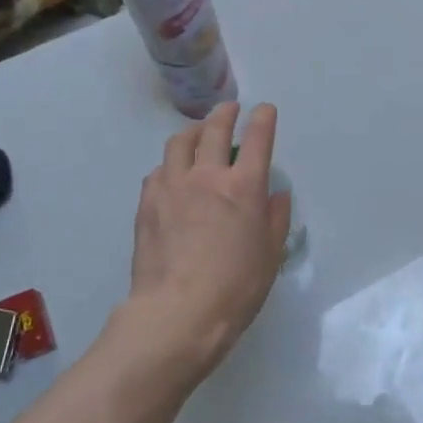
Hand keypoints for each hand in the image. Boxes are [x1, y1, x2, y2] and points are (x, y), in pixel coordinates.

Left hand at [123, 101, 291, 381]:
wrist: (178, 312)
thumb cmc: (236, 287)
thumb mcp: (270, 255)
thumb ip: (275, 219)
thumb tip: (276, 194)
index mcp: (244, 188)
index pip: (257, 139)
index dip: (263, 119)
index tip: (264, 110)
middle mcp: (206, 176)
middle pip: (213, 129)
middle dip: (225, 113)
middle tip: (230, 110)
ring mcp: (172, 187)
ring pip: (179, 143)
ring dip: (193, 132)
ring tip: (198, 134)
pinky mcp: (147, 203)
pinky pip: (159, 171)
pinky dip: (171, 164)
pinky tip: (173, 175)